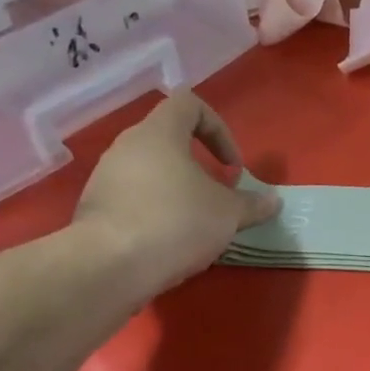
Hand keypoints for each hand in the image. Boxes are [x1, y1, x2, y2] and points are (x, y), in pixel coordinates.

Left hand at [73, 91, 280, 293]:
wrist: (110, 266)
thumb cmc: (176, 222)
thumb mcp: (228, 214)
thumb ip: (252, 204)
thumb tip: (273, 201)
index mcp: (159, 133)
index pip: (189, 104)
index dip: (218, 128)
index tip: (231, 165)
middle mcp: (127, 146)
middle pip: (168, 139)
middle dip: (199, 165)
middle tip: (218, 195)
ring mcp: (105, 177)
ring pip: (150, 171)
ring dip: (177, 190)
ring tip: (196, 223)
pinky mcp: (95, 208)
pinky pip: (133, 198)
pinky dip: (155, 211)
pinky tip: (170, 241)